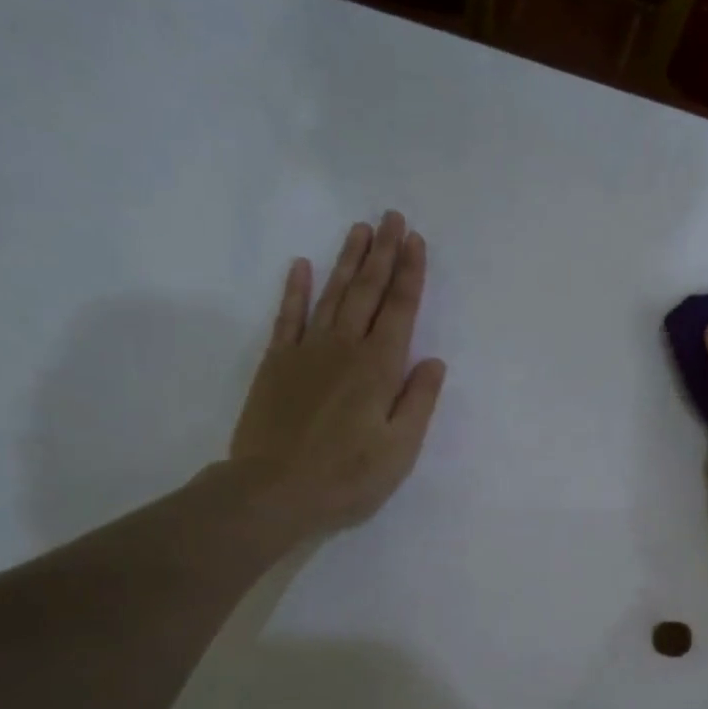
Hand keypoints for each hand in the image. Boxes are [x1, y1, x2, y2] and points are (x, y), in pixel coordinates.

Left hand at [226, 212, 446, 539]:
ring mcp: (306, 352)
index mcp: (379, 369)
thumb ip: (419, 402)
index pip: (400, 310)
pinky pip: (288, 317)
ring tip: (360, 230)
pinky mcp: (276, 364)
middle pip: (367, 292)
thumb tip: (434, 362)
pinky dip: (296, 290)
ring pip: (332, 295)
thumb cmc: (347, 477)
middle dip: (383, 253)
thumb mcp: (400, 450)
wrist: (273, 491)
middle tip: (392, 217)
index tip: (415, 240)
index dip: (410, 274)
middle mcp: (344, 349)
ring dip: (348, 261)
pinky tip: (303, 266)